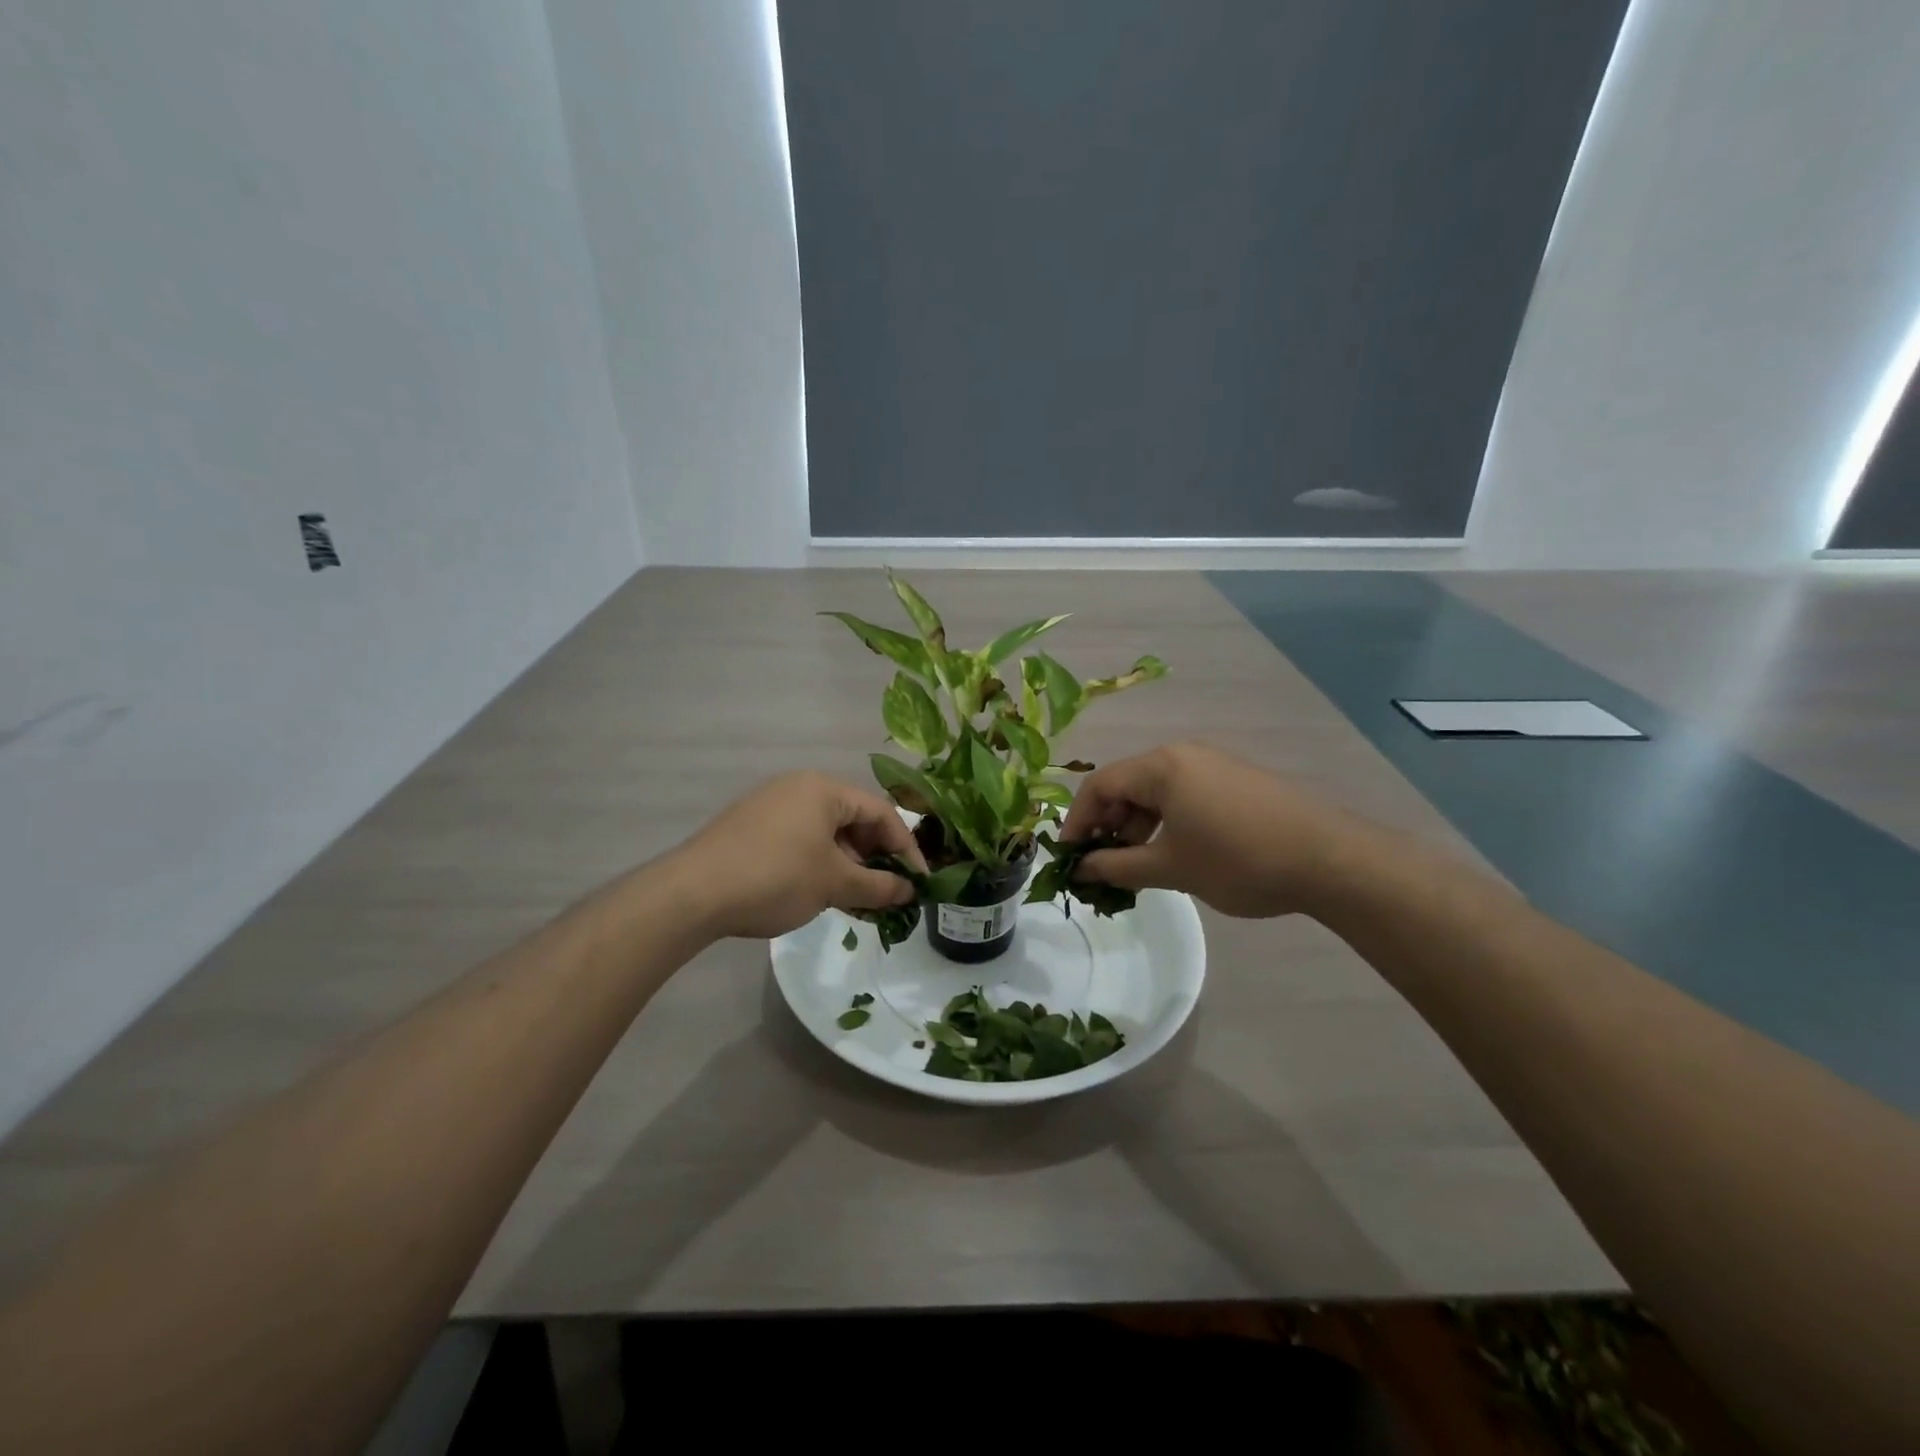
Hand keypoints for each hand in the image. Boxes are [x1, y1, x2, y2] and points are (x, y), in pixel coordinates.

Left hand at [674, 772, 927, 938]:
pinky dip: (819, 863)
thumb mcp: (834, 884)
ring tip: (856, 898)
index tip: (919, 881)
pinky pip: (800, 839)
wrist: (692, 893)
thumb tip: (909, 891)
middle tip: (887, 891)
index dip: (906, 848)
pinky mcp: (751, 826)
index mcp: (823, 789)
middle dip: (875, 857)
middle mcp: (799, 787)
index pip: (881, 812)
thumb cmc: (775, 877)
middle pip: (853, 819)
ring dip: (848, 863)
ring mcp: (771, 805)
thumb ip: (878, 886)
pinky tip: (820, 892)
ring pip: (826, 832)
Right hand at [1060, 742, 1365, 918]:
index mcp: (1161, 766)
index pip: (1099, 785)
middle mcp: (1183, 755)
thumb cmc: (1239, 860)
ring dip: (1139, 827)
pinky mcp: (1236, 780)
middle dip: (1109, 825)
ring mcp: (1214, 764)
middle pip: (1127, 785)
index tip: (1069, 858)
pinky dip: (1169, 822)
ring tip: (1142, 867)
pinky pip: (1185, 794)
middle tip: (1105, 866)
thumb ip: (1118, 867)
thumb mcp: (1171, 868)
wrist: (1331, 859)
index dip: (1078, 822)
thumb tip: (1082, 870)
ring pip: (1157, 792)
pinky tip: (1178, 853)